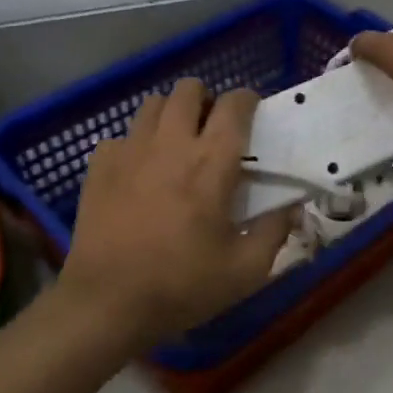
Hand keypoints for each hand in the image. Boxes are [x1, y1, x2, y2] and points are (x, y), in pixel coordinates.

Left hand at [57, 78, 293, 346]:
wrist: (106, 303)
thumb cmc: (182, 285)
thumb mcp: (245, 270)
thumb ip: (274, 231)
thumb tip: (293, 207)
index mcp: (212, 162)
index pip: (235, 105)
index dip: (248, 101)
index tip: (253, 115)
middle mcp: (171, 143)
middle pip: (189, 90)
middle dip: (206, 100)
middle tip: (212, 129)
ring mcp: (130, 150)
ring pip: (153, 104)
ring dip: (171, 115)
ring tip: (176, 143)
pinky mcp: (99, 166)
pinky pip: (122, 136)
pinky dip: (136, 144)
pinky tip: (139, 172)